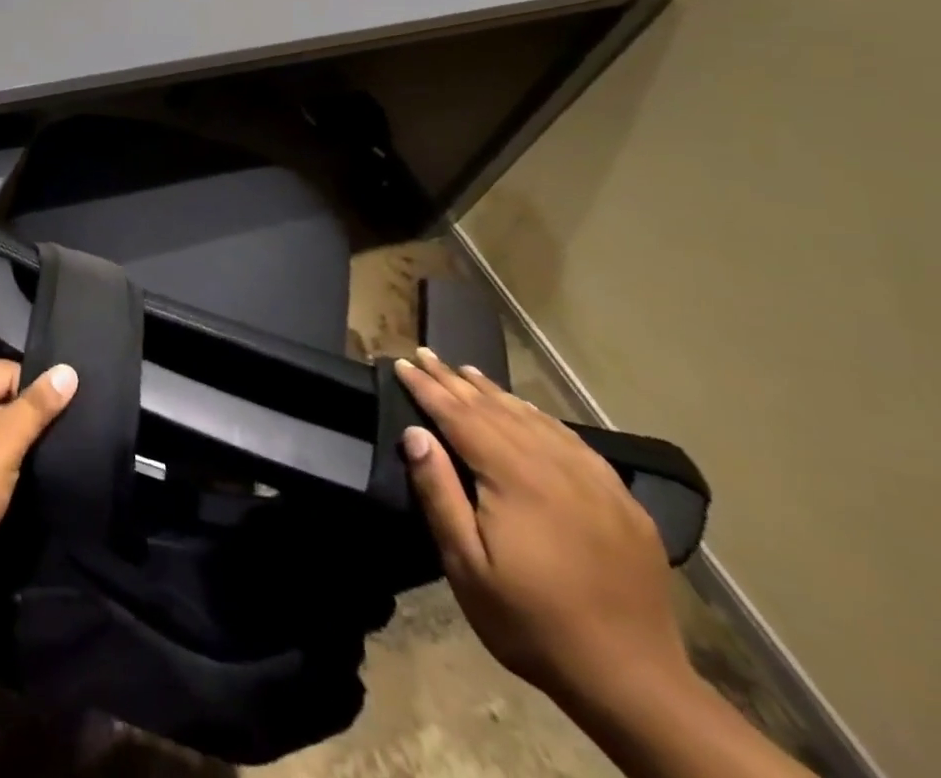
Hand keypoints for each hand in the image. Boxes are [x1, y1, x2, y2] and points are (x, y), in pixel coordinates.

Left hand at [0, 358, 77, 599]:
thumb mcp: (1, 446)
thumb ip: (36, 407)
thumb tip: (69, 370)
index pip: (10, 371)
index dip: (37, 400)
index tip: (65, 428)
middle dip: (23, 424)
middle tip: (57, 450)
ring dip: (8, 446)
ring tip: (38, 467)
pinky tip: (9, 481)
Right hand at [394, 348, 690, 711]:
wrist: (635, 682)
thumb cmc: (532, 622)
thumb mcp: (467, 565)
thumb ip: (439, 493)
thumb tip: (415, 433)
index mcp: (515, 478)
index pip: (460, 416)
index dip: (427, 388)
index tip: (400, 362)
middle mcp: (555, 466)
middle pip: (495, 409)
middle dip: (454, 380)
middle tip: (424, 353)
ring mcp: (594, 482)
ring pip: (534, 419)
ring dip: (495, 392)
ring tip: (466, 371)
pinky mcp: (620, 502)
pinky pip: (572, 441)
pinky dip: (541, 417)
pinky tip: (528, 410)